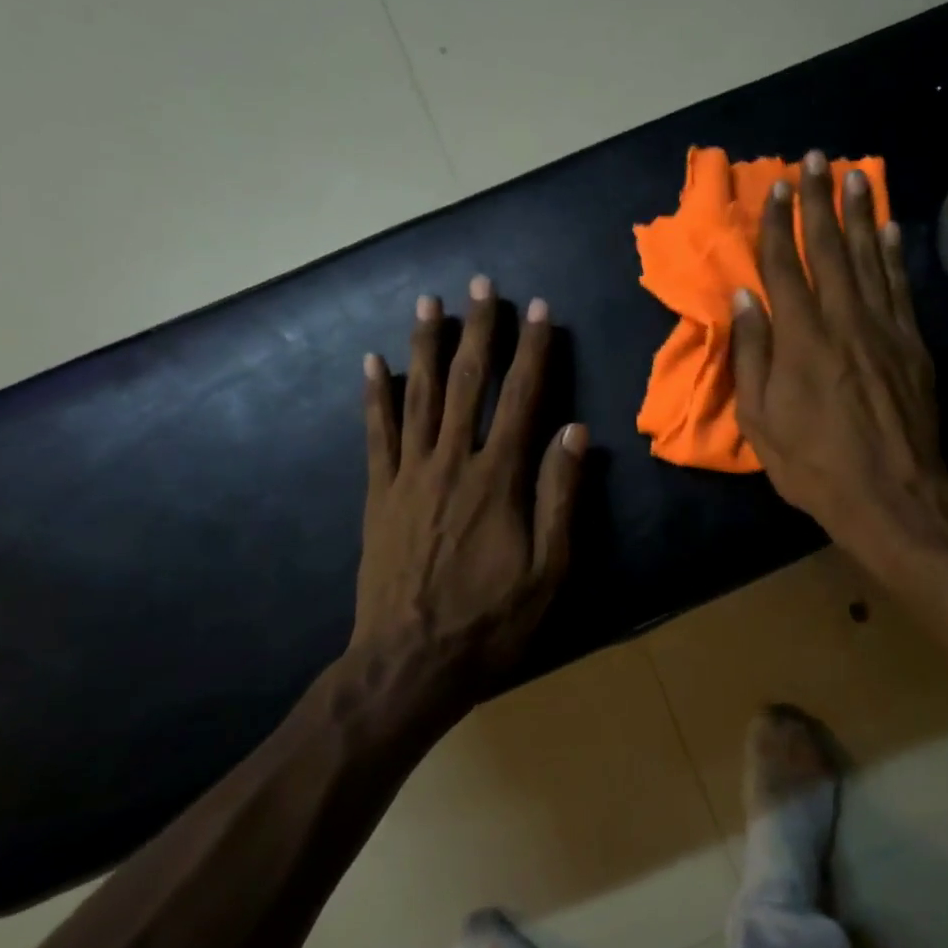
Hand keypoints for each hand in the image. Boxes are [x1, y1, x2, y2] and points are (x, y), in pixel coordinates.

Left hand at [347, 277, 585, 712]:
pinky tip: (372, 362)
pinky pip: (376, 434)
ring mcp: (408, 476)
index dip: (534, 352)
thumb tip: (575, 431)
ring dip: (425, 346)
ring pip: (418, 397)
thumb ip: (560, 496)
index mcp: (498, 480)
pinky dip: (374, 395)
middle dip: (478, 330)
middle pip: (467, 384)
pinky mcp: (378, 494)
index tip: (540, 310)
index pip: (522, 400)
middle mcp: (451, 463)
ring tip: (429, 303)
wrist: (409, 662)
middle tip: (482, 284)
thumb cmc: (490, 620)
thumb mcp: (547, 569)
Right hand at [731, 151, 947, 567]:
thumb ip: (752, 355)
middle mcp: (843, 320)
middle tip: (816, 158)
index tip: (775, 187)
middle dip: (819, 201)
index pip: (784, 266)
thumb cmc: (813, 464)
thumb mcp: (760, 420)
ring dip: (860, 214)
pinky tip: (890, 228)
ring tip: (855, 175)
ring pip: (870, 258)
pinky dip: (895, 254)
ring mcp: (884, 329)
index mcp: (800, 338)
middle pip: (829, 249)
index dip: (778, 224)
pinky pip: (901, 287)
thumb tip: (743, 298)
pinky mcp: (912, 345)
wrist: (891, 496)